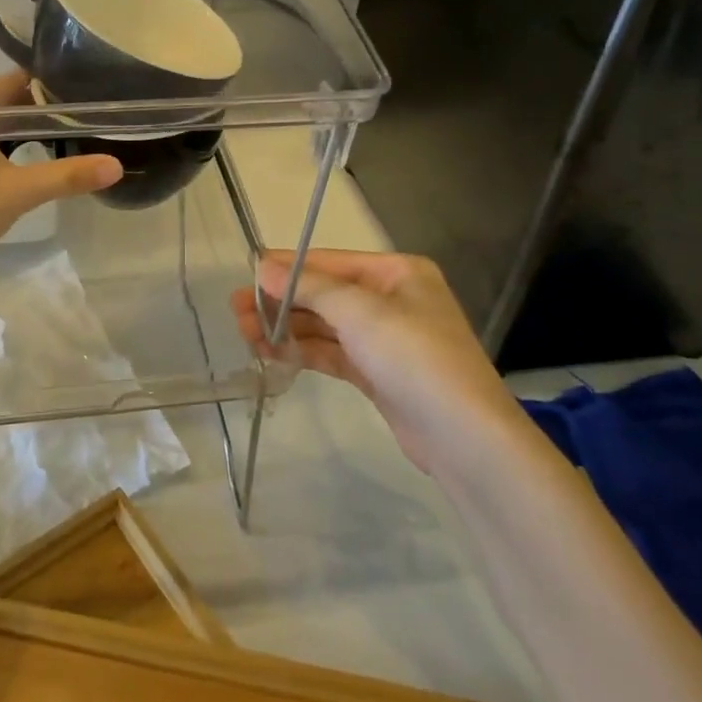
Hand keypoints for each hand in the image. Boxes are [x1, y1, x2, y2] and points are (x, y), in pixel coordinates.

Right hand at [231, 249, 527, 478]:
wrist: (465, 439)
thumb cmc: (414, 358)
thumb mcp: (359, 312)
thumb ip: (308, 287)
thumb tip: (261, 265)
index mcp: (397, 273)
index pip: (330, 262)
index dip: (286, 268)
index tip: (246, 274)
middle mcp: (392, 299)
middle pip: (325, 294)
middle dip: (281, 302)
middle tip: (236, 311)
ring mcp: (386, 339)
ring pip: (325, 326)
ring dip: (286, 328)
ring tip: (245, 334)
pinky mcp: (378, 373)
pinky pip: (332, 353)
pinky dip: (303, 351)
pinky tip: (271, 353)